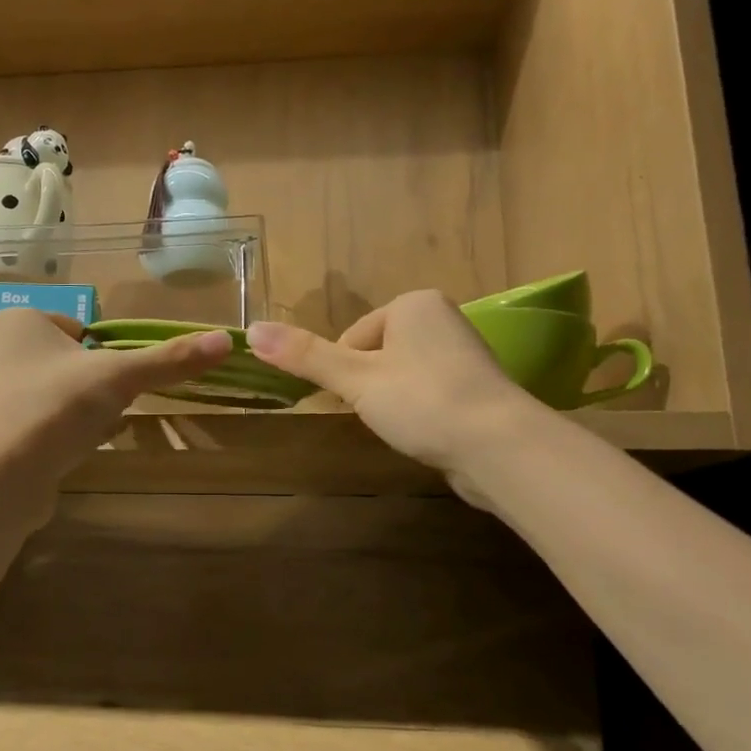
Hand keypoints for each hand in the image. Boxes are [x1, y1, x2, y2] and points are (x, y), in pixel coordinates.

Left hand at [0, 309, 231, 499]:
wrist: (2, 475)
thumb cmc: (58, 407)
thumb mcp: (121, 377)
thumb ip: (170, 359)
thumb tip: (225, 340)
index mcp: (17, 320)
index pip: (78, 328)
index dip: (104, 355)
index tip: (116, 381)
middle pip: (67, 362)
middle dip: (93, 386)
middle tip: (107, 408)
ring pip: (53, 393)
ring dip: (78, 410)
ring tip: (90, 432)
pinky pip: (35, 422)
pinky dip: (57, 432)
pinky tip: (70, 450)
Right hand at [248, 291, 536, 498]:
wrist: (500, 446)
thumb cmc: (423, 401)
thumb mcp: (355, 378)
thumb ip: (304, 356)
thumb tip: (249, 330)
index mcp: (414, 303)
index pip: (353, 338)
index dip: (346, 373)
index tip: (361, 400)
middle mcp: (441, 318)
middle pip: (376, 355)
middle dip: (370, 388)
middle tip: (386, 415)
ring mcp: (464, 352)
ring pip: (401, 377)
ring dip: (394, 402)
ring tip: (409, 426)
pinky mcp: (477, 386)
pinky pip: (428, 393)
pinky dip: (420, 412)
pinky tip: (428, 432)